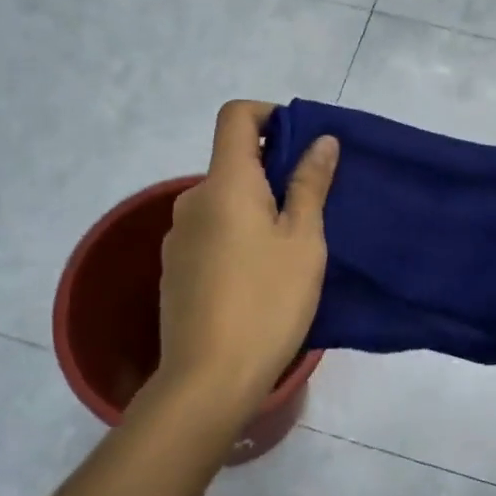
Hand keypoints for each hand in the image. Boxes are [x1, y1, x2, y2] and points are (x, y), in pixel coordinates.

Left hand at [155, 100, 338, 425]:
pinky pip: (210, 233)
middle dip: (272, 171)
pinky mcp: (174, 270)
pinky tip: (257, 279)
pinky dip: (236, 236)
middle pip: (232, 162)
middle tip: (310, 207)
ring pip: (223, 202)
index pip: (236, 115)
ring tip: (288, 250)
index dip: (269, 114)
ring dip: (255, 208)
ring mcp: (178, 237)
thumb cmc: (267, 301)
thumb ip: (310, 184)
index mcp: (225, 183)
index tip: (301, 143)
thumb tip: (321, 140)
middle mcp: (192, 200)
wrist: (207, 381)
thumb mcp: (303, 240)